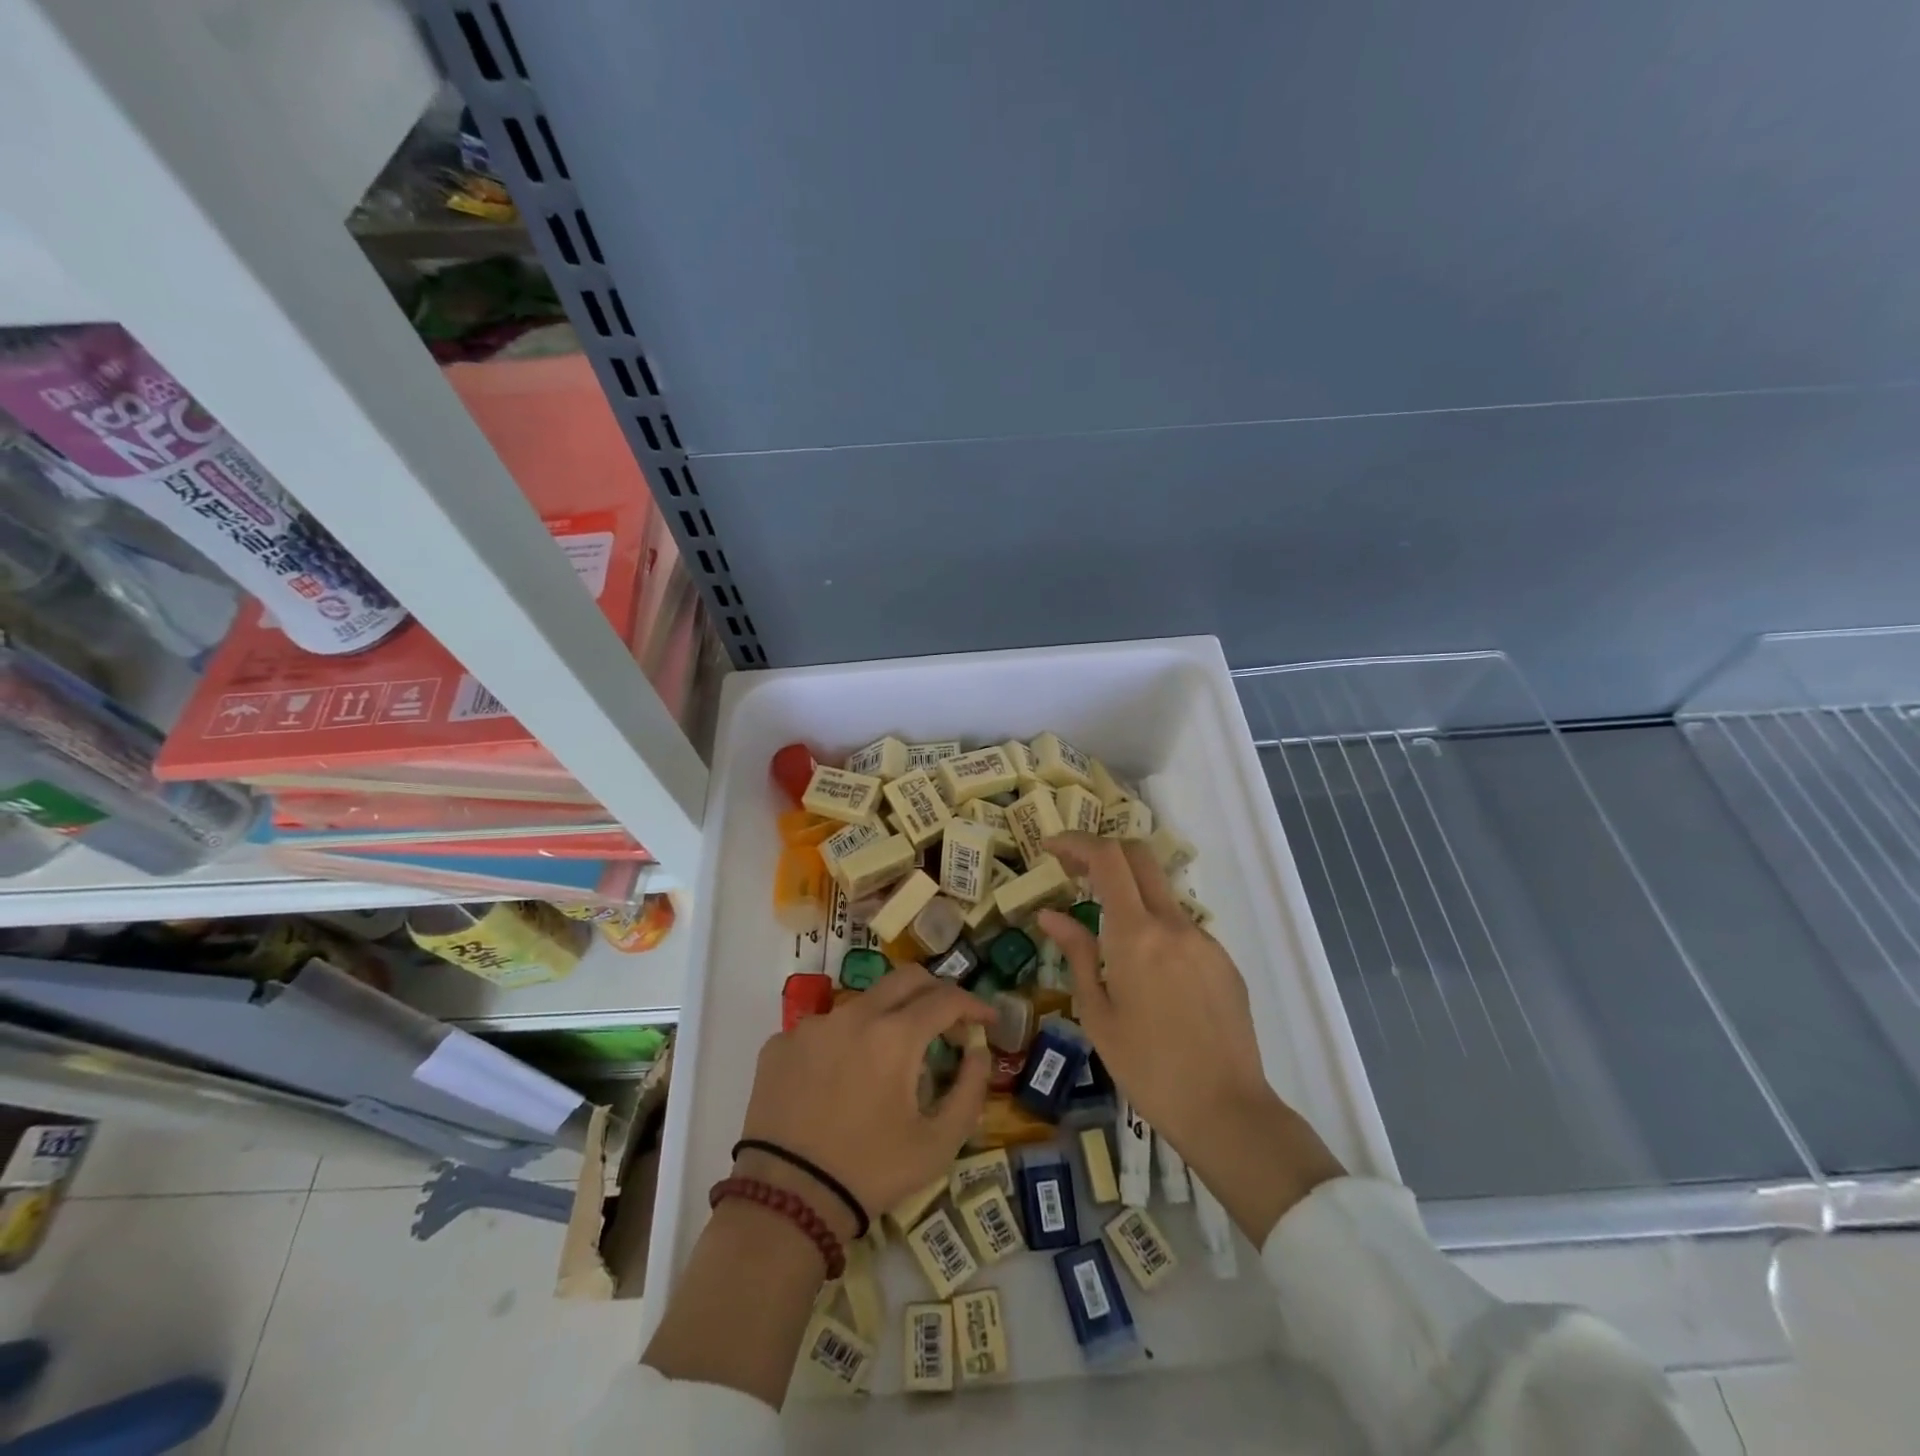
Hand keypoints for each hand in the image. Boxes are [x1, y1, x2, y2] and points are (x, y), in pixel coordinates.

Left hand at [737, 966, 993, 1232]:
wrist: (785, 1201)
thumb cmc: (869, 1173)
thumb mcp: (937, 1145)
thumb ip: (970, 1091)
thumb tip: (978, 1051)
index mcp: (895, 1035)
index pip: (946, 999)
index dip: (974, 1004)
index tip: (988, 1019)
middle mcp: (854, 1015)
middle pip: (906, 979)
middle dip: (935, 992)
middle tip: (948, 1021)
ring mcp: (813, 1025)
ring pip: (863, 1004)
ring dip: (887, 1020)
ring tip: (890, 1060)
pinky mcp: (781, 1043)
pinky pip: (824, 1030)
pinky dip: (843, 1043)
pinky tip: (840, 1081)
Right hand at [1038, 832, 1343, 1241]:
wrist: (1226, 1110)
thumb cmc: (1147, 1068)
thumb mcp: (1098, 1014)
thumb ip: (1077, 953)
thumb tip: (1051, 915)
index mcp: (1136, 935)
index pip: (1107, 859)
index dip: (1076, 842)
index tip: (1050, 847)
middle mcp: (1174, 924)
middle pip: (1139, 857)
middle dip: (1103, 852)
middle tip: (1073, 871)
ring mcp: (1204, 940)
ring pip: (1161, 894)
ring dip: (1129, 895)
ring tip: (1105, 937)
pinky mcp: (1224, 961)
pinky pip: (1181, 928)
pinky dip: (1155, 929)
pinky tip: (1147, 975)